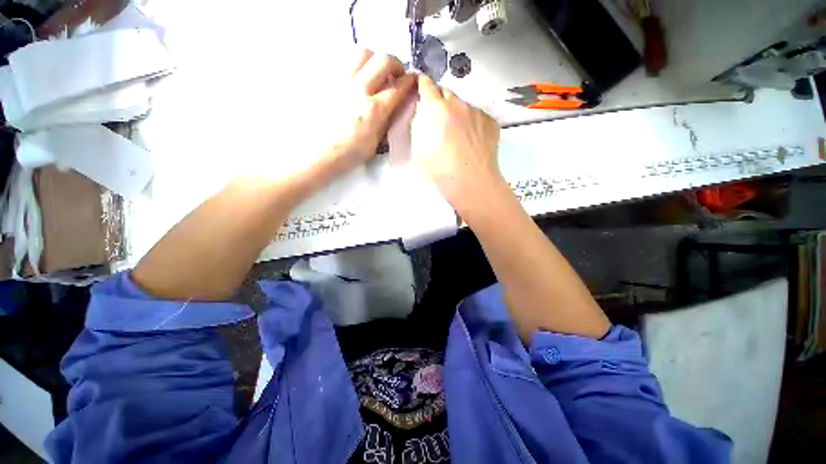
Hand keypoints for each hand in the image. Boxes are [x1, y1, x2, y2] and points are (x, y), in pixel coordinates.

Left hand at [322, 49, 416, 172]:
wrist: (318, 152)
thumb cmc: (349, 154)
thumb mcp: (375, 144)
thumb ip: (386, 122)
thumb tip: (393, 107)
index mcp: (374, 110)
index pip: (398, 88)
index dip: (410, 82)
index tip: (413, 81)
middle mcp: (359, 90)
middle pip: (384, 60)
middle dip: (396, 63)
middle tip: (397, 74)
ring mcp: (342, 82)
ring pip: (362, 52)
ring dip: (375, 59)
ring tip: (376, 72)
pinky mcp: (328, 81)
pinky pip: (345, 62)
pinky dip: (357, 65)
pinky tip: (358, 79)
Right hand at [410, 74, 501, 215]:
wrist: (470, 180)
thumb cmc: (438, 168)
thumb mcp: (418, 148)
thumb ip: (419, 125)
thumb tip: (424, 114)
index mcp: (435, 108)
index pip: (427, 85)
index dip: (423, 83)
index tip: (422, 84)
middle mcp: (457, 103)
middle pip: (447, 93)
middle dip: (441, 101)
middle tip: (440, 118)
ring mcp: (476, 112)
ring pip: (464, 106)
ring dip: (458, 113)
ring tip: (459, 134)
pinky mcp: (490, 122)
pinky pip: (478, 117)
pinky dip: (473, 123)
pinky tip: (473, 140)